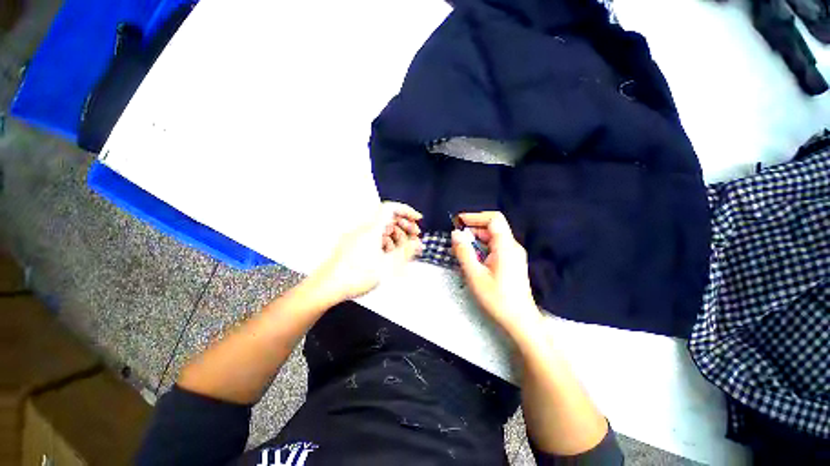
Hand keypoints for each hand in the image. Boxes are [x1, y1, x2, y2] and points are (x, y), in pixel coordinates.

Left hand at [313, 202, 422, 301]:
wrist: (327, 286)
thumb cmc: (356, 276)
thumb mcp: (387, 265)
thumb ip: (405, 252)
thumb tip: (417, 243)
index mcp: (372, 229)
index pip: (391, 208)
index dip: (407, 211)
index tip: (418, 219)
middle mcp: (364, 229)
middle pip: (387, 218)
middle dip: (404, 226)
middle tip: (415, 237)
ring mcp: (357, 236)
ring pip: (381, 229)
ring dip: (395, 235)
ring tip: (404, 249)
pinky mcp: (353, 244)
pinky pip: (373, 237)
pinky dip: (385, 241)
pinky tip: (389, 254)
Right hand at [451, 211, 542, 340]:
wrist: (520, 320)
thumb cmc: (497, 298)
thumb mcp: (475, 275)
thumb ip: (464, 252)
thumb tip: (455, 234)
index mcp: (506, 246)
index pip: (494, 219)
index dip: (475, 216)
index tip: (458, 222)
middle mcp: (512, 246)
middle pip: (492, 227)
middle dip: (473, 229)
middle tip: (456, 239)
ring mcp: (514, 254)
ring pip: (493, 237)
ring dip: (476, 239)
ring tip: (461, 249)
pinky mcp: (512, 262)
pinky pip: (496, 247)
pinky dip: (482, 247)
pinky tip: (473, 258)